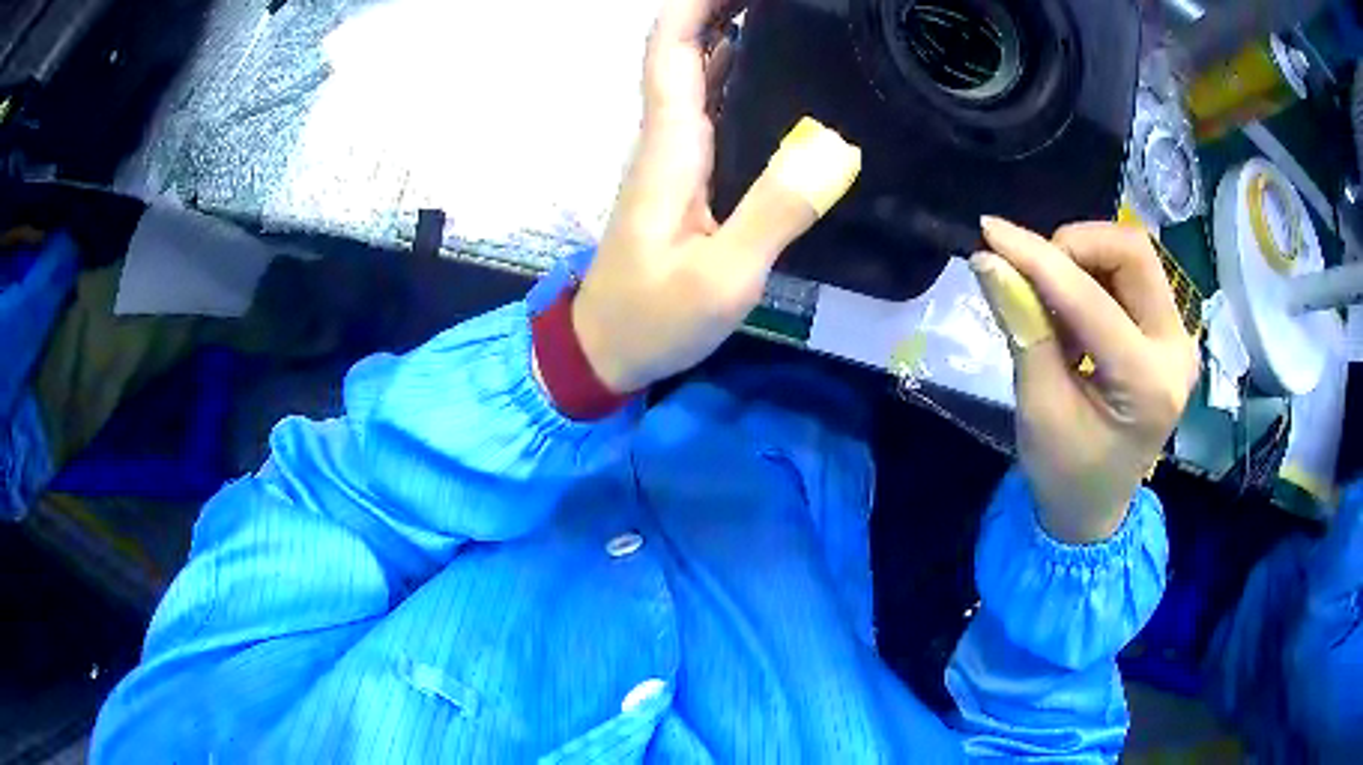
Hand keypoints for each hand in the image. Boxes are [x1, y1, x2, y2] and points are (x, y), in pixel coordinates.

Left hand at [568, 0, 860, 392]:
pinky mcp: (687, 178)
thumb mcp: (723, 276)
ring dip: (734, 36)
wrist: (606, 349)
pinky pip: (713, 109)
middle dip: (725, 9)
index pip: (674, 48)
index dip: (702, 4)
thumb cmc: (655, 317)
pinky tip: (777, 76)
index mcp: (670, 146)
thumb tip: (835, 147)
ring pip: (699, 75)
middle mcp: (668, 137)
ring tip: (790, 20)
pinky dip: (740, 78)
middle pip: (686, 50)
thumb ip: (774, 212)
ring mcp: (676, 157)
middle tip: (790, 3)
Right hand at [972, 218, 1199, 543]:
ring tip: (1050, 302)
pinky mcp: (1168, 331)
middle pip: (1133, 252)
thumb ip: (1022, 328)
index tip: (989, 232)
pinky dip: (1092, 276)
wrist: (1095, 507)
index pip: (1092, 299)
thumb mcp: (1038, 407)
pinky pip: (1131, 275)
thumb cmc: (1064, 472)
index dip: (1037, 259)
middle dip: (1074, 246)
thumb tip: (989, 260)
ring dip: (1083, 260)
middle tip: (1032, 270)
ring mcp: (1178, 338)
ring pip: (1133, 256)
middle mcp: (1176, 350)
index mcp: (1147, 384)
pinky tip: (1071, 314)